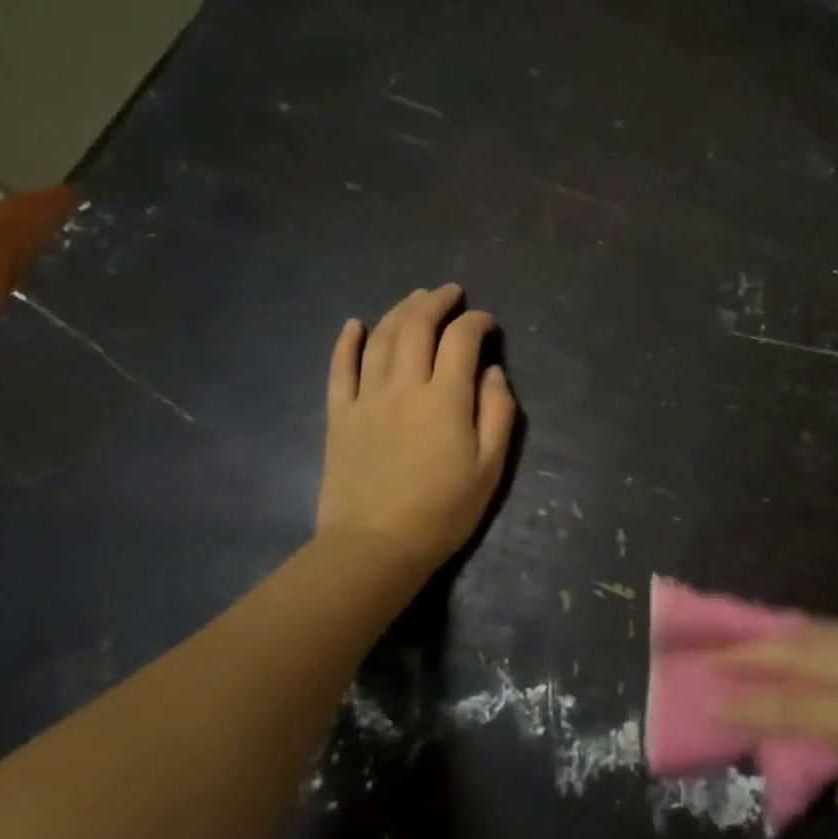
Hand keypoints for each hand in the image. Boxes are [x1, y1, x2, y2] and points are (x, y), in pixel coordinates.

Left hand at [317, 284, 517, 574]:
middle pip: (416, 327)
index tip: (488, 323)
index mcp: (446, 398)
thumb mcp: (490, 468)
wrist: (375, 546)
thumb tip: (493, 372)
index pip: (462, 340)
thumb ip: (497, 413)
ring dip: (399, 311)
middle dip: (436, 302)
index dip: (477, 323)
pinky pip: (340, 369)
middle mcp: (404, 386)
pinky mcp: (340, 416)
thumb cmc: (443, 511)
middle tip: (450, 292)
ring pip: (380, 339)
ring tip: (414, 298)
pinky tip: (353, 324)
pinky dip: (346, 342)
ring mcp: (366, 398)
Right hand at [719, 622, 837, 838]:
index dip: (747, 703)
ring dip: (781, 633)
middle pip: (805, 651)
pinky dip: (812, 635)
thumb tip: (826, 743)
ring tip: (743, 636)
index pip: (796, 705)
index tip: (705, 697)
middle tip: (709, 652)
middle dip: (752, 651)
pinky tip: (798, 642)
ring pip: (827, 632)